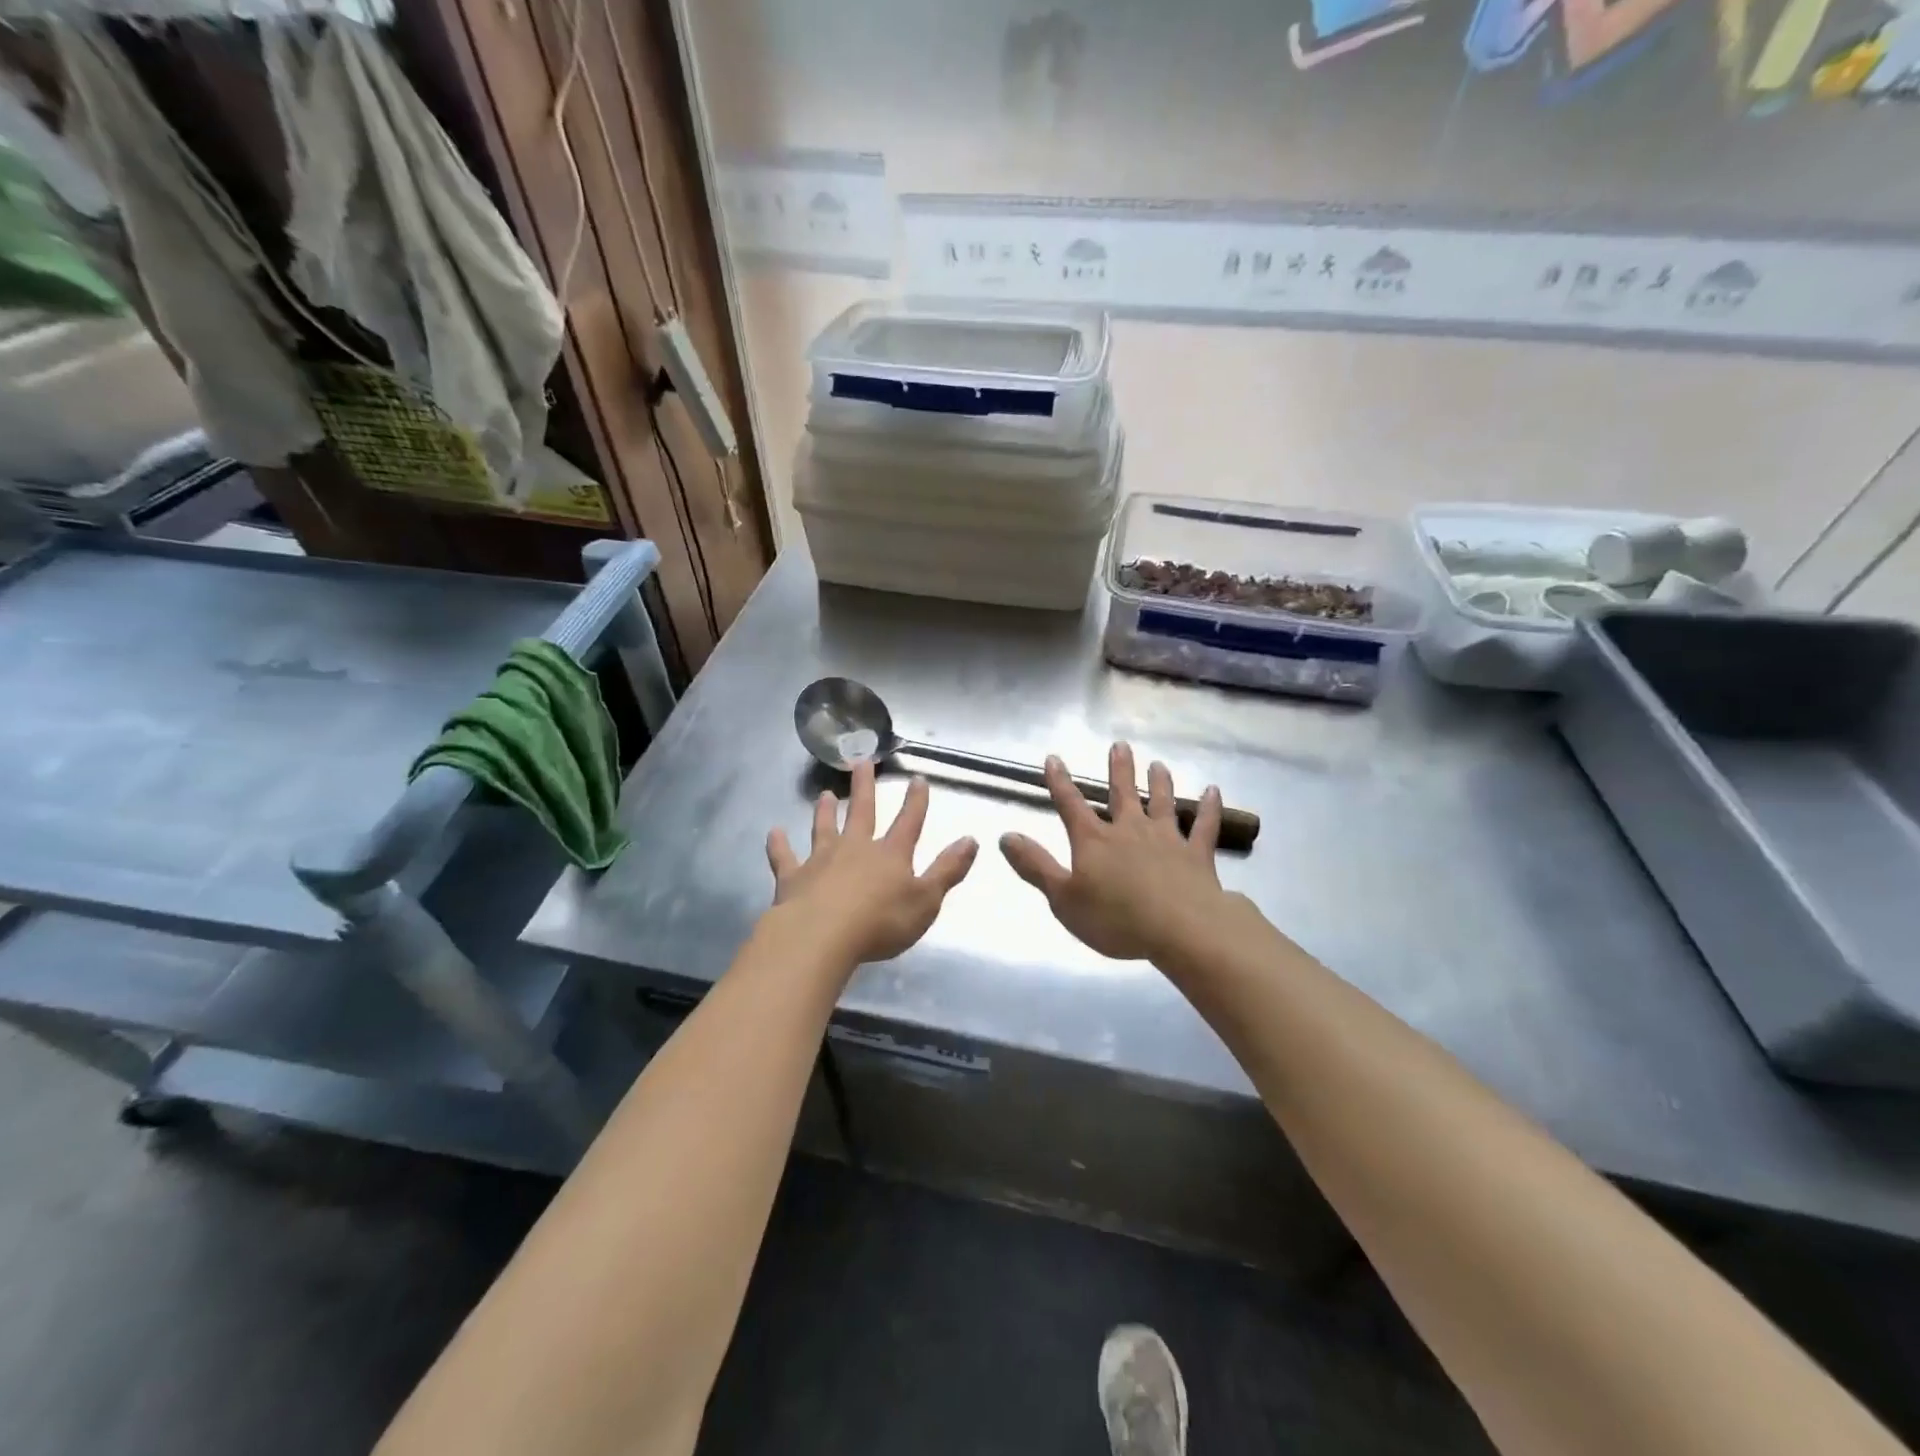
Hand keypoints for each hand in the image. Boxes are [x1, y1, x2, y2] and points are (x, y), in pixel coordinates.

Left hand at [766, 763, 978, 966]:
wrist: (822, 937)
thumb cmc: (881, 922)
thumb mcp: (926, 900)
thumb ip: (947, 870)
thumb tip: (971, 839)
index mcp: (890, 854)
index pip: (908, 822)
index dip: (916, 801)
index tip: (918, 779)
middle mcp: (855, 848)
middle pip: (862, 811)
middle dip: (864, 786)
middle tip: (861, 761)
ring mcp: (821, 860)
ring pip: (823, 827)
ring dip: (825, 811)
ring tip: (825, 794)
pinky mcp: (793, 877)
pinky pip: (784, 857)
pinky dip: (779, 845)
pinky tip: (773, 833)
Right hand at [1000, 743, 1231, 962]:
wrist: (1181, 930)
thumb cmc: (1115, 918)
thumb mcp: (1062, 898)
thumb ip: (1035, 866)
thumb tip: (1005, 836)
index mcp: (1094, 840)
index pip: (1071, 804)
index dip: (1060, 782)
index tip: (1054, 758)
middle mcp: (1130, 830)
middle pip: (1122, 793)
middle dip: (1119, 769)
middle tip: (1120, 745)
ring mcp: (1166, 839)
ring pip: (1161, 803)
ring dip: (1159, 783)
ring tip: (1159, 765)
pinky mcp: (1197, 855)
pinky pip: (1204, 826)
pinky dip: (1209, 808)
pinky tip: (1213, 791)